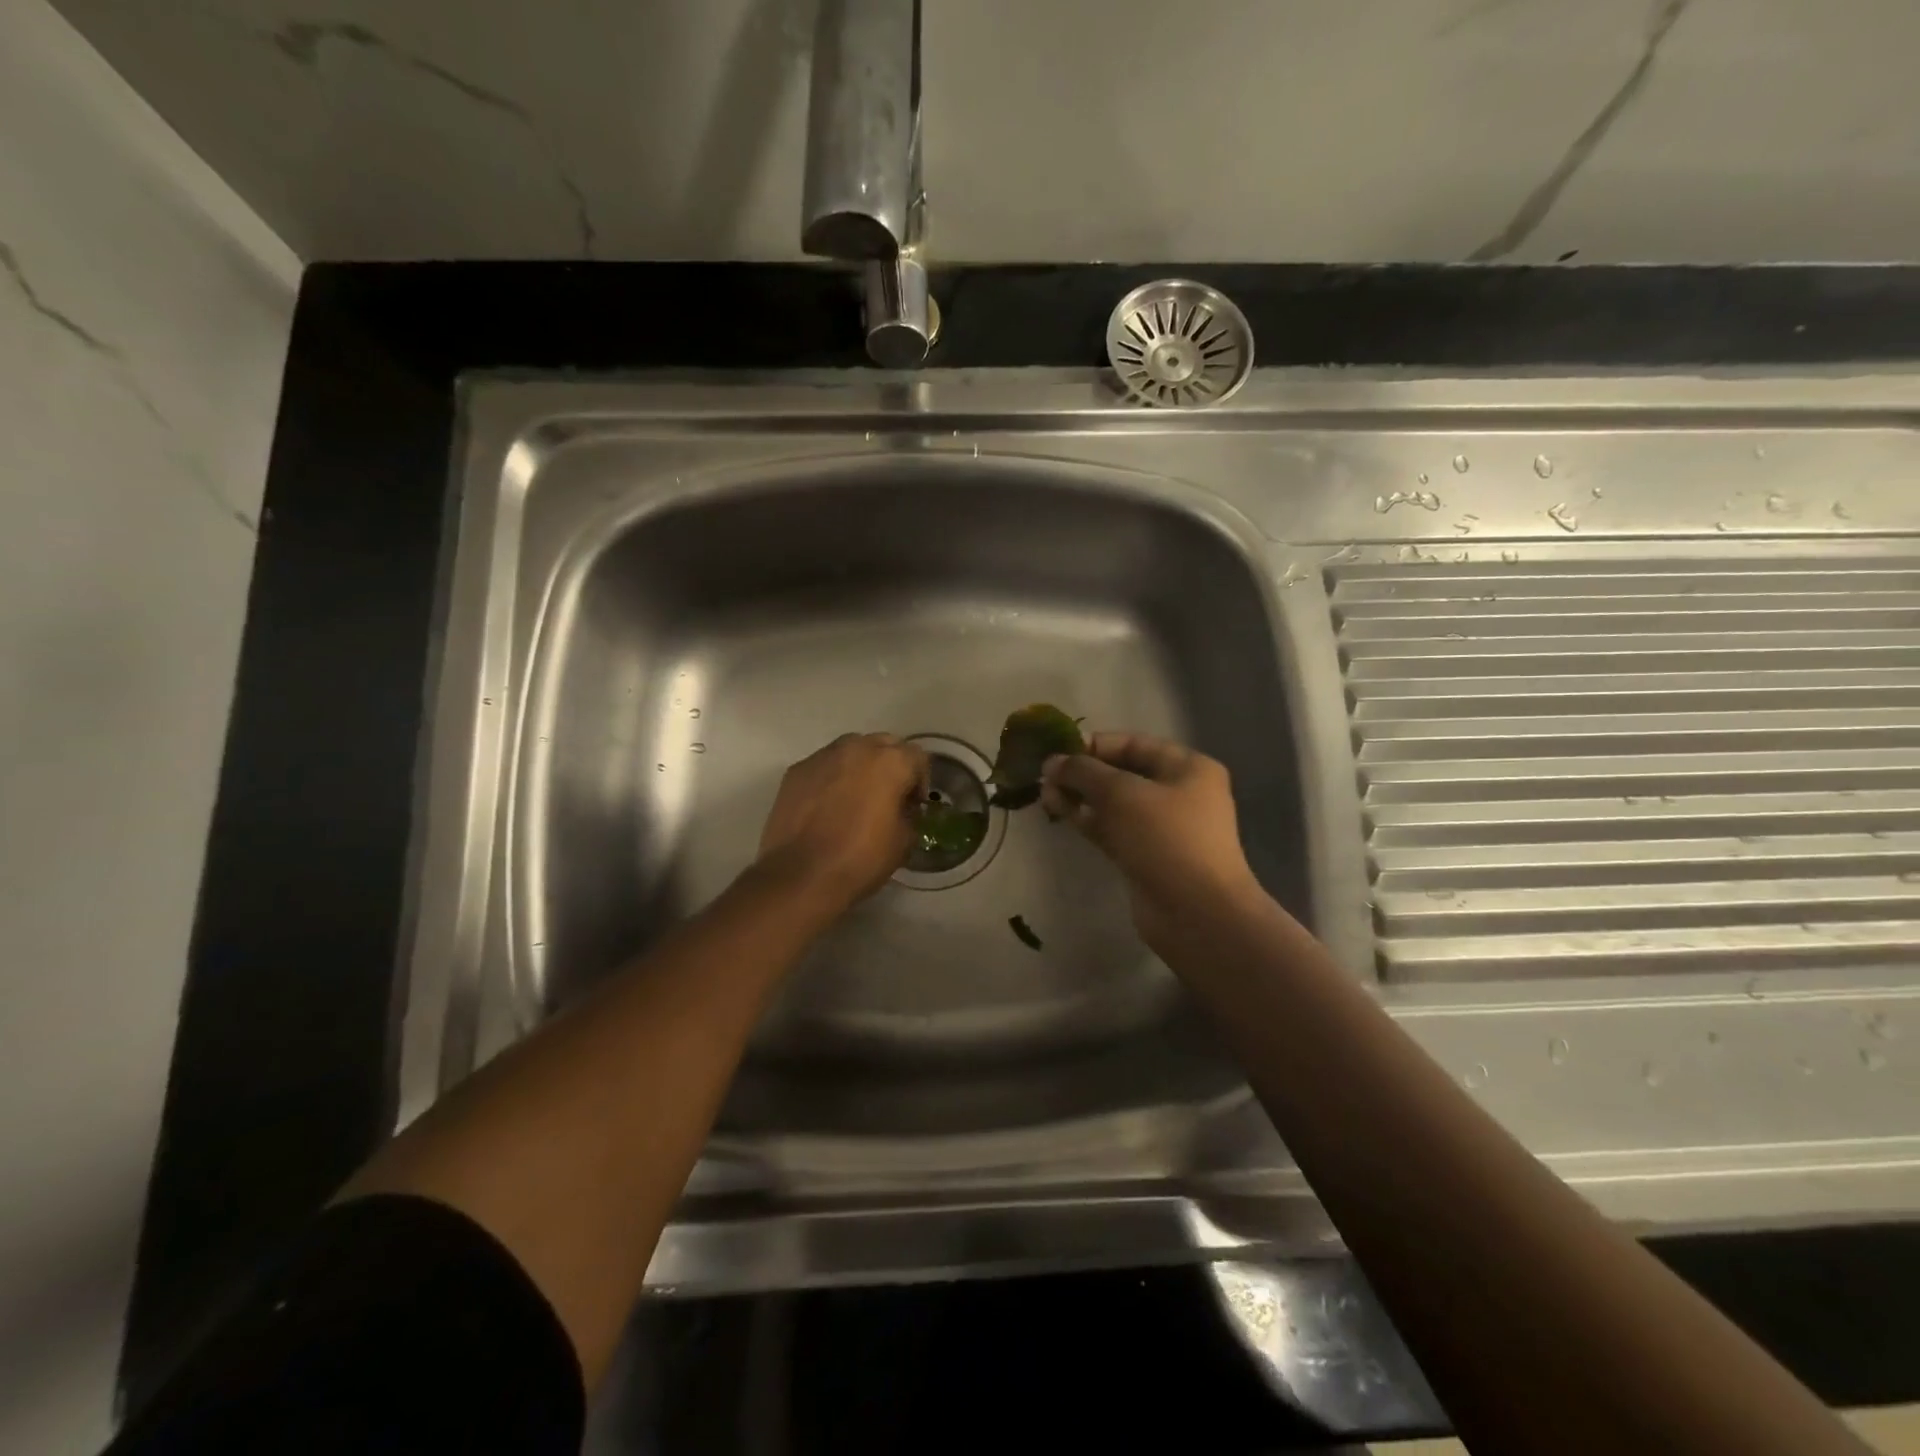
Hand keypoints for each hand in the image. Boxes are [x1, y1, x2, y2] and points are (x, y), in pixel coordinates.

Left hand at [756, 733, 929, 915]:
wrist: (801, 876)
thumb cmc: (861, 859)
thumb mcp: (904, 841)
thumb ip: (909, 814)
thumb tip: (902, 809)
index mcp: (890, 762)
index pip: (917, 757)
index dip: (921, 781)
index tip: (914, 806)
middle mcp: (857, 748)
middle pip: (884, 745)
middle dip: (891, 765)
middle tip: (888, 796)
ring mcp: (822, 756)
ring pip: (851, 750)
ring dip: (860, 767)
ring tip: (855, 798)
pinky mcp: (796, 771)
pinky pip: (824, 766)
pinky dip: (831, 778)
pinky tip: (827, 807)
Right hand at [1041, 733, 1261, 955]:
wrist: (1196, 913)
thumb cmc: (1165, 838)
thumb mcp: (1121, 793)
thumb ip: (1083, 771)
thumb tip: (1051, 761)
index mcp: (1187, 767)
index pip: (1133, 744)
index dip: (1094, 745)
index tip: (1057, 752)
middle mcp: (1179, 793)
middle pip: (1122, 773)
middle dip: (1083, 773)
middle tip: (1044, 776)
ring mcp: (1163, 828)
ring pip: (1114, 803)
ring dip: (1081, 797)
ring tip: (1044, 794)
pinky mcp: (1146, 856)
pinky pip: (1113, 829)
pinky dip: (1088, 820)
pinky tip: (1060, 813)